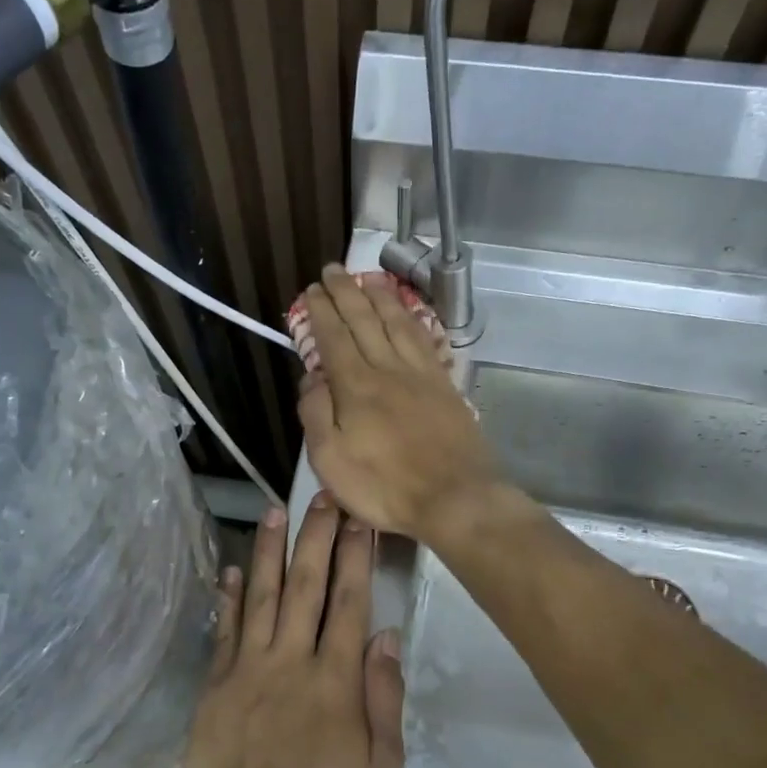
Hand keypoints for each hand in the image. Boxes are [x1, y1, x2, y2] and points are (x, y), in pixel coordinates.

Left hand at [182, 493, 405, 767]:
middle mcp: (291, 660)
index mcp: (336, 680)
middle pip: (306, 585)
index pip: (350, 602)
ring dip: (268, 551)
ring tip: (273, 512)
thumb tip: (385, 636)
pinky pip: (224, 630)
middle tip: (322, 497)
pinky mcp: (216, 684)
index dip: (356, 557)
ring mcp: (248, 668)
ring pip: (261, 595)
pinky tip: (229, 569)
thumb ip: (384, 698)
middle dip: (316, 536)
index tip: (360, 520)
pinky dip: (226, 597)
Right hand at [297, 265, 503, 540]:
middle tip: (333, 270)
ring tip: (368, 277)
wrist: (455, 497)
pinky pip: (423, 339)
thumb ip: (315, 414)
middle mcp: (387, 369)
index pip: (334, 338)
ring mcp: (420, 374)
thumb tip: (312, 377)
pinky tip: (406, 312)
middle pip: (364, 320)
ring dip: (380, 297)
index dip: (321, 312)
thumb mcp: (330, 460)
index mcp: (355, 387)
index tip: (311, 291)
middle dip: (345, 292)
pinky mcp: (444, 384)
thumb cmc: (385, 486)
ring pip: (397, 322)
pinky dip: (411, 318)